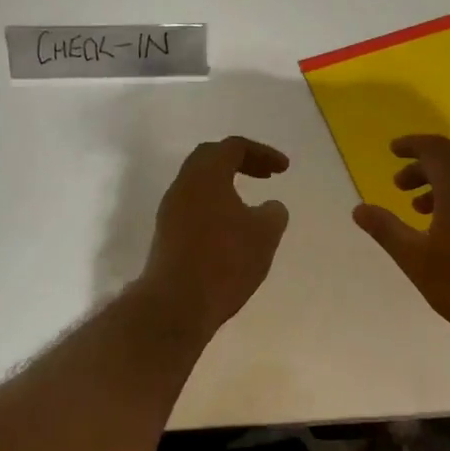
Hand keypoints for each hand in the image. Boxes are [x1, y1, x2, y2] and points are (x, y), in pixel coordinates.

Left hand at [141, 137, 290, 335]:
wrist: (176, 303)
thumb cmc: (224, 261)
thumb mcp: (264, 235)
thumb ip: (273, 213)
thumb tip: (271, 207)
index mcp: (206, 175)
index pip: (233, 147)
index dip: (262, 153)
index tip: (284, 169)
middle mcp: (183, 185)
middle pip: (210, 158)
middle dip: (241, 162)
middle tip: (266, 175)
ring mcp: (169, 210)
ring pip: (199, 184)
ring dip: (226, 185)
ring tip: (250, 204)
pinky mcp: (166, 235)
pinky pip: (193, 207)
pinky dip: (214, 206)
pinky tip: (230, 229)